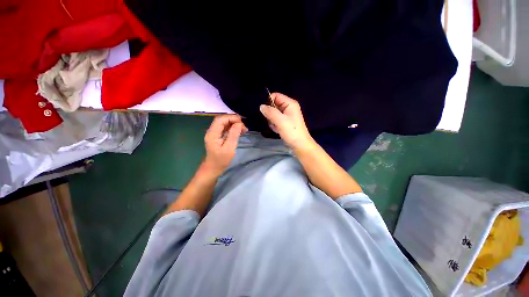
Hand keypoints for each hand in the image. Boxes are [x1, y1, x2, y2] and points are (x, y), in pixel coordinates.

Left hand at [203, 115, 246, 175]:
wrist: (213, 168)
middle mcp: (212, 131)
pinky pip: (224, 127)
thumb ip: (233, 135)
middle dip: (233, 120)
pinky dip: (232, 127)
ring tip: (243, 129)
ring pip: (224, 123)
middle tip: (244, 126)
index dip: (231, 118)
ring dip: (233, 123)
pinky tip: (239, 131)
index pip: (220, 119)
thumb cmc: (221, 160)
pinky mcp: (217, 136)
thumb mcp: (229, 148)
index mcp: (212, 133)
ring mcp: (214, 133)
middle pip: (222, 119)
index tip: (242, 122)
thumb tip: (239, 124)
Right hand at [259, 93, 315, 151]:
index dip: (269, 102)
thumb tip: (261, 106)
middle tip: (272, 121)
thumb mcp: (280, 121)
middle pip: (273, 105)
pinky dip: (274, 125)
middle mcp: (288, 108)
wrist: (299, 145)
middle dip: (270, 114)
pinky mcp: (285, 123)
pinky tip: (277, 130)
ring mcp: (286, 116)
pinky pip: (275, 120)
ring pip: (273, 114)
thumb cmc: (292, 132)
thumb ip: (270, 112)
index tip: (265, 111)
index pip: (276, 96)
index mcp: (290, 104)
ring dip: (272, 121)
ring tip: (276, 127)